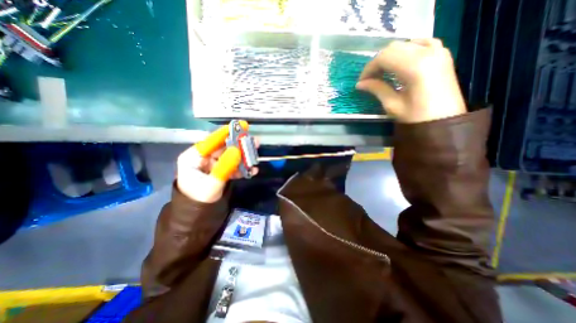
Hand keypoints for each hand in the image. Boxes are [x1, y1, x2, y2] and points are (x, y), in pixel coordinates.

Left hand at [174, 124, 257, 204]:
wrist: (199, 216)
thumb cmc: (199, 199)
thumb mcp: (211, 184)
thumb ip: (224, 167)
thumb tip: (237, 150)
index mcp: (194, 157)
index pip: (211, 141)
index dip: (226, 133)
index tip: (241, 126)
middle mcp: (204, 158)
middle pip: (224, 148)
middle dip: (240, 146)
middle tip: (255, 142)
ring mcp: (213, 164)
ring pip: (231, 157)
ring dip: (244, 158)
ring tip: (256, 157)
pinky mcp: (221, 171)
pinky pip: (233, 166)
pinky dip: (242, 168)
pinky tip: (252, 170)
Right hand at [357, 38, 466, 122]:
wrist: (445, 121)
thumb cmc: (416, 117)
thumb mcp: (392, 105)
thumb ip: (377, 89)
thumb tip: (360, 84)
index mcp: (415, 67)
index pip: (384, 57)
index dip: (369, 68)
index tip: (361, 82)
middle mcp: (427, 52)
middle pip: (393, 48)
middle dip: (377, 62)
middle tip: (370, 79)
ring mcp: (437, 50)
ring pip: (405, 44)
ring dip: (390, 57)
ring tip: (383, 72)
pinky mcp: (442, 54)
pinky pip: (421, 43)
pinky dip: (407, 50)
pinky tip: (401, 61)